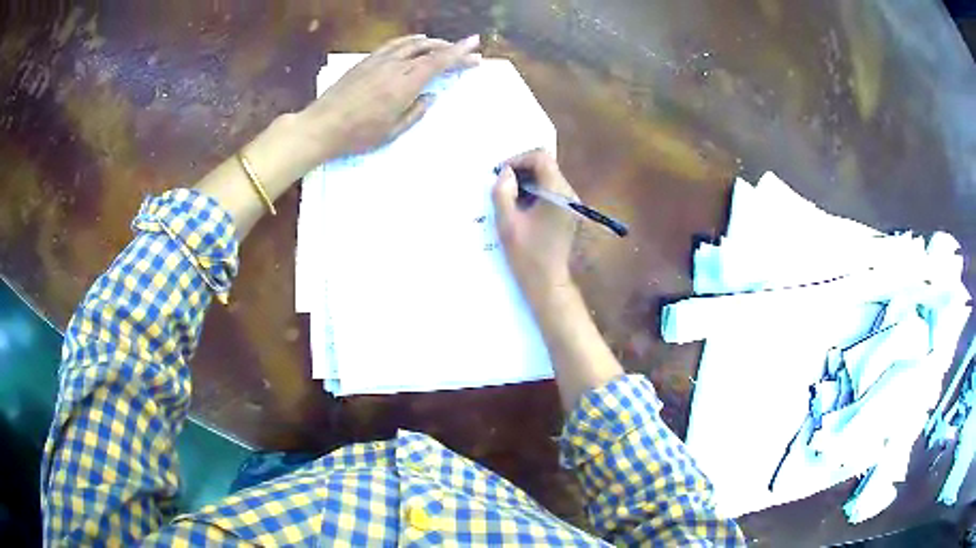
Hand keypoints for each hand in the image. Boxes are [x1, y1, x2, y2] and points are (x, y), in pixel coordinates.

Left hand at [298, 34, 481, 160]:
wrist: (321, 126)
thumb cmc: (358, 135)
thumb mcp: (392, 132)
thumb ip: (415, 112)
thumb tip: (431, 95)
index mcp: (404, 85)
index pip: (438, 62)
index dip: (459, 53)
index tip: (475, 44)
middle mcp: (394, 67)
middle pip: (429, 50)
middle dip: (452, 49)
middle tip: (467, 52)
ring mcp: (379, 61)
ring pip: (412, 44)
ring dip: (433, 42)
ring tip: (445, 45)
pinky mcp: (366, 61)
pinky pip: (393, 44)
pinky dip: (410, 41)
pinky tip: (415, 42)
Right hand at [493, 150, 578, 300]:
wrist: (548, 283)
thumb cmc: (527, 255)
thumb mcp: (507, 223)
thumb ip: (503, 192)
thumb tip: (504, 173)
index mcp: (557, 193)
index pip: (541, 157)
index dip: (518, 159)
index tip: (501, 173)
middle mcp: (569, 193)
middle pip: (546, 165)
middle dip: (521, 169)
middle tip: (501, 184)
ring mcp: (571, 203)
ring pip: (548, 177)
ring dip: (526, 180)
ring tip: (507, 196)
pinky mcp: (568, 212)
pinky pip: (550, 191)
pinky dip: (534, 191)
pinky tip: (519, 207)